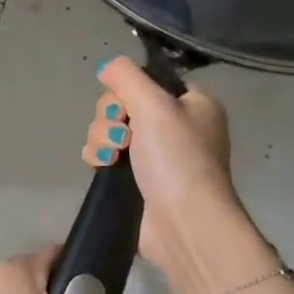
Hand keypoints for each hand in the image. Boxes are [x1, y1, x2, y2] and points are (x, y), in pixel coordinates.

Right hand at [83, 57, 267, 293]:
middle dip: (111, 116)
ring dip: (102, 137)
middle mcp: (176, 126)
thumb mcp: (154, 104)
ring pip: (111, 128)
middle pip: (123, 103)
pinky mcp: (137, 181)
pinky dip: (100, 156)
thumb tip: (106, 67)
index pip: (150, 80)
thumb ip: (126, 76)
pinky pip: (107, 155)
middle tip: (122, 135)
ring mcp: (156, 155)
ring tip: (112, 156)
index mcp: (193, 104)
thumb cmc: (177, 158)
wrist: (184, 225)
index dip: (130, 88)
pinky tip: (103, 166)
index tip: (126, 102)